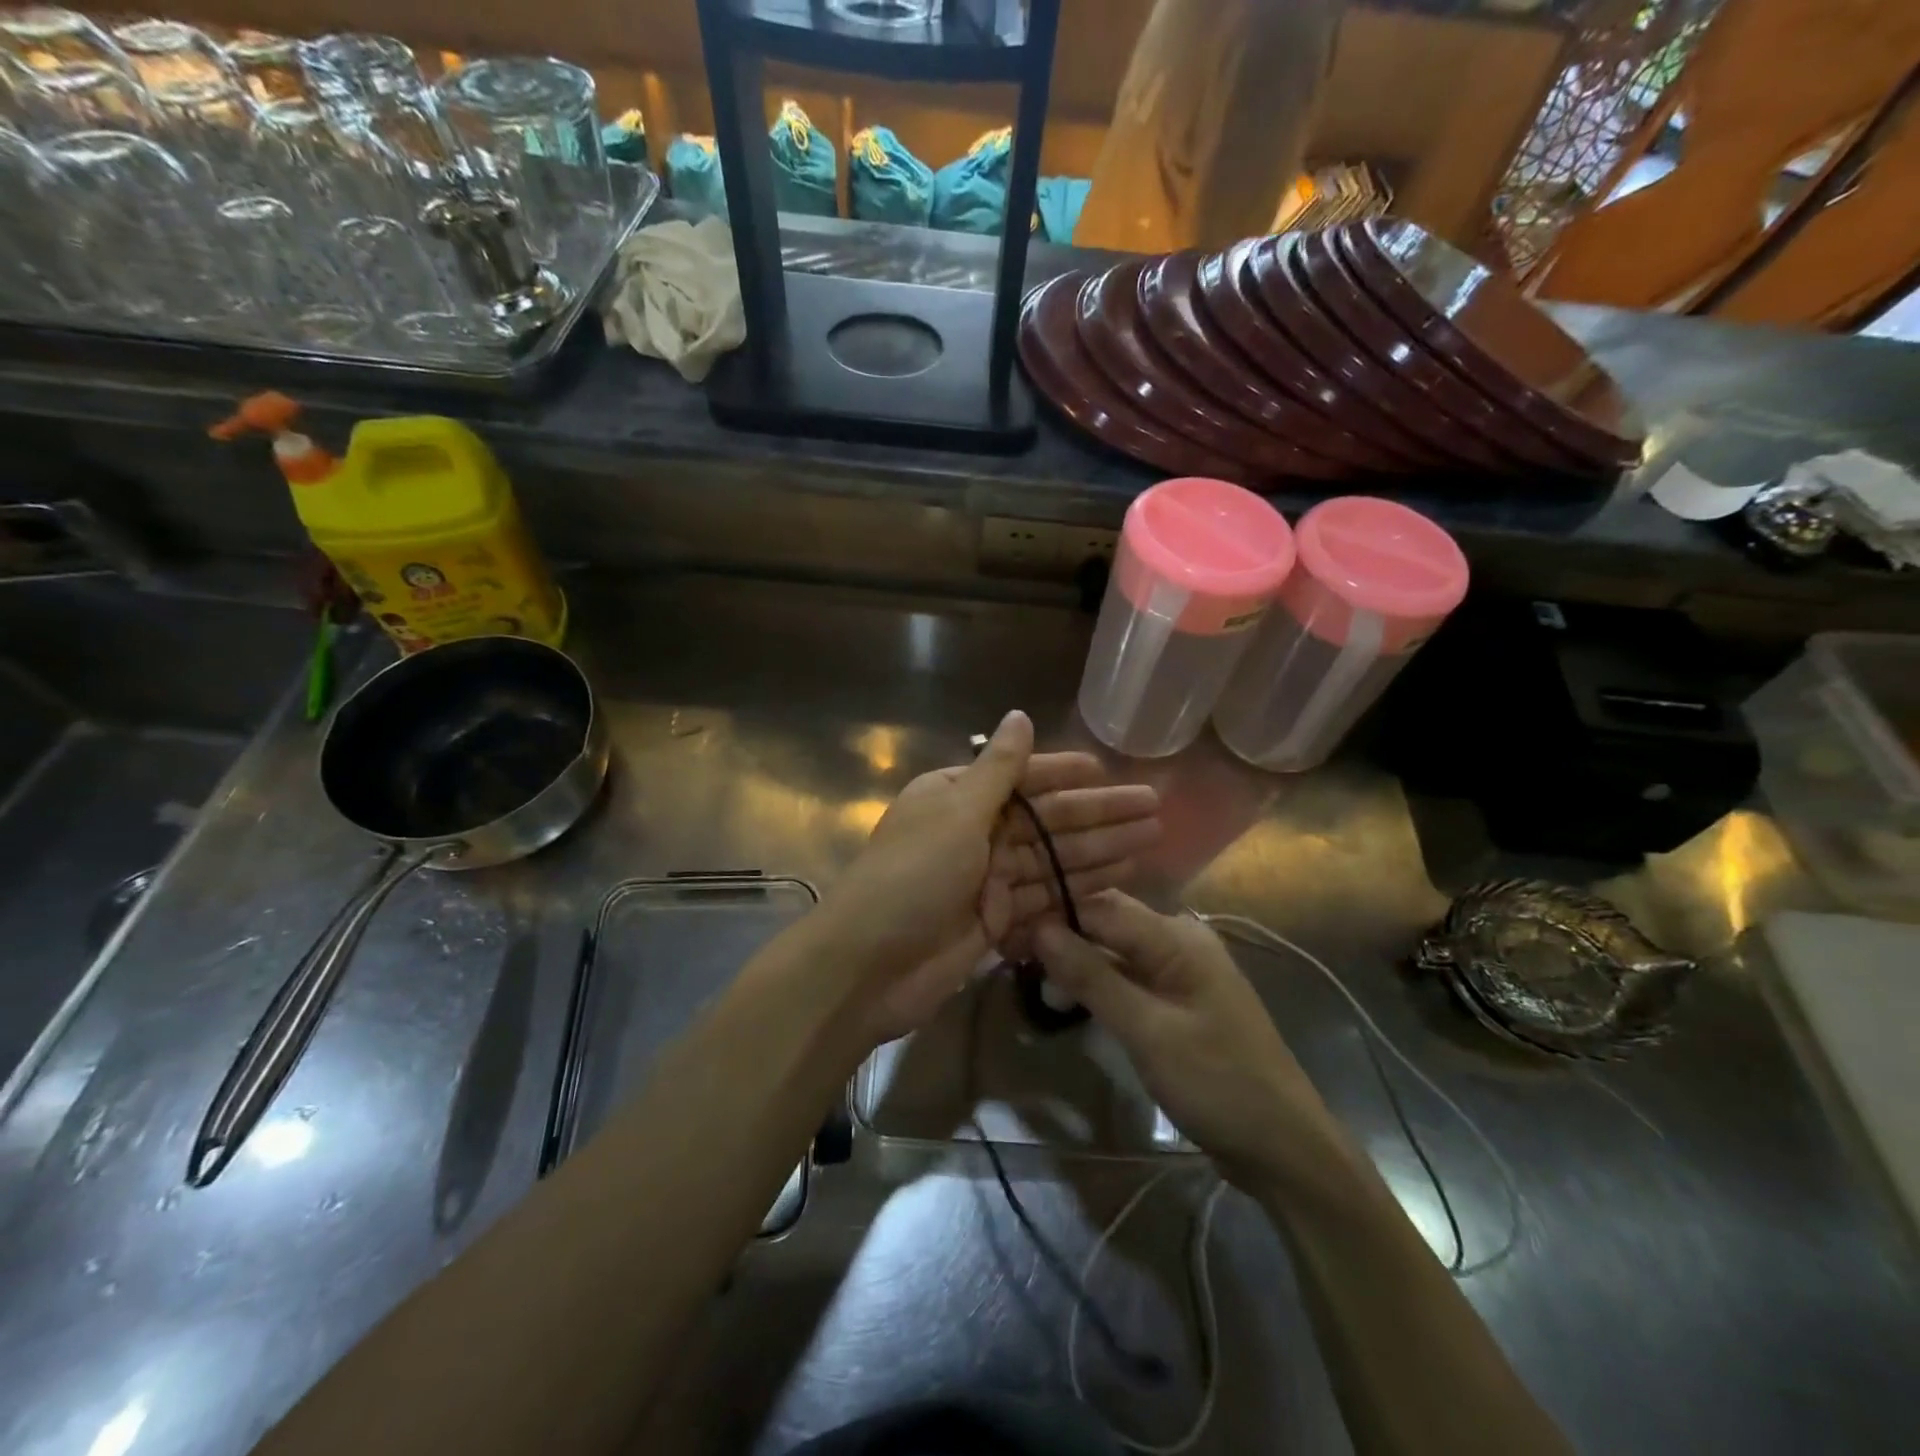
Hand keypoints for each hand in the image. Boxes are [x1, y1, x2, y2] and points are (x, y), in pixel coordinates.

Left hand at [823, 711, 1158, 1048]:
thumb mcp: (955, 812)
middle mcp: (973, 831)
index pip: (1022, 777)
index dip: (1065, 773)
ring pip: (1053, 858)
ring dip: (1100, 849)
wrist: (868, 966)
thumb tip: (1020, 714)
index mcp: (956, 795)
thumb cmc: (912, 876)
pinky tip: (1120, 878)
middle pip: (1046, 818)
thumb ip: (997, 769)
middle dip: (1099, 814)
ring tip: (1152, 839)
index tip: (1108, 771)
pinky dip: (1079, 887)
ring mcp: (986, 878)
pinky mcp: (996, 919)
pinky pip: (1046, 896)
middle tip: (1154, 808)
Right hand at [1035, 892, 1340, 1189]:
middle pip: (1108, 921)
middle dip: (1062, 934)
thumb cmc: (1216, 1082)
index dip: (1053, 914)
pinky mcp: (1179, 998)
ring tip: (1032, 975)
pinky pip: (1130, 975)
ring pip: (1116, 949)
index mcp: (1177, 936)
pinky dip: (1099, 981)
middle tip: (1011, 953)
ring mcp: (1182, 970)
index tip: (1006, 929)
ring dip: (1078, 959)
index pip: (1101, 906)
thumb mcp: (1147, 1030)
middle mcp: (1180, 940)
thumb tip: (1039, 929)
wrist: (1283, 1147)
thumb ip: (1092, 976)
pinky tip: (1070, 995)